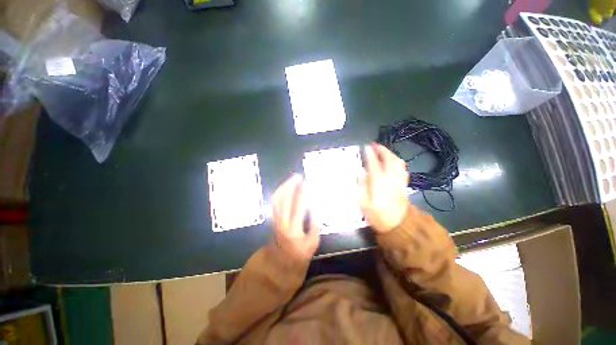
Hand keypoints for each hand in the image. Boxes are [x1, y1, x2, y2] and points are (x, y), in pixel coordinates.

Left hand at [271, 174, 319, 260]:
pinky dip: (279, 192)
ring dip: (284, 187)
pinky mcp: (273, 218)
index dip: (304, 193)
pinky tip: (285, 187)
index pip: (299, 206)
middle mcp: (282, 222)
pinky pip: (274, 202)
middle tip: (299, 176)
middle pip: (284, 199)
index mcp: (294, 229)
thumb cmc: (300, 253)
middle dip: (291, 185)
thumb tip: (316, 207)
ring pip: (277, 199)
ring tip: (292, 179)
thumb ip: (315, 225)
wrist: (281, 263)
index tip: (309, 183)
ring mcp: (276, 219)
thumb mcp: (313, 243)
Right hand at [358, 143, 409, 233]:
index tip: (365, 148)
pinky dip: (397, 163)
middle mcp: (390, 179)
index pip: (374, 164)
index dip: (370, 154)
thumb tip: (359, 173)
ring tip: (383, 152)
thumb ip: (361, 186)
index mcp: (379, 182)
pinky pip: (402, 170)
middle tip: (375, 146)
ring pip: (398, 163)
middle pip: (389, 160)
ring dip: (391, 154)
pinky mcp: (404, 185)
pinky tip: (394, 162)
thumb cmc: (377, 215)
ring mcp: (399, 181)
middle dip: (382, 150)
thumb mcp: (364, 203)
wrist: (398, 225)